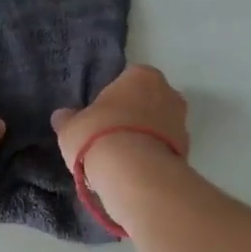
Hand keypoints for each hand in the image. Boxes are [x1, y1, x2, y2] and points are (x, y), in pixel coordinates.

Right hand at [50, 65, 189, 175]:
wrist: (136, 176)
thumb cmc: (100, 136)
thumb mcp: (71, 127)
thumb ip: (68, 119)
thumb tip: (62, 116)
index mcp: (142, 75)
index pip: (127, 78)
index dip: (113, 97)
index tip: (101, 114)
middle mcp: (169, 93)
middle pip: (148, 101)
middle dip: (133, 116)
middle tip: (110, 135)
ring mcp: (182, 123)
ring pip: (159, 127)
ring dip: (144, 138)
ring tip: (121, 159)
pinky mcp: (187, 153)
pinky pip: (164, 150)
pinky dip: (152, 157)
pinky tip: (134, 172)